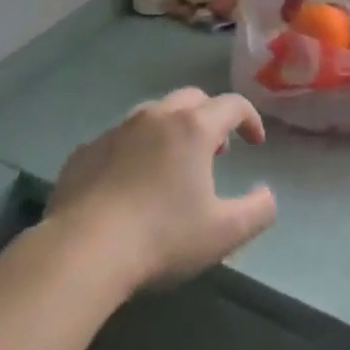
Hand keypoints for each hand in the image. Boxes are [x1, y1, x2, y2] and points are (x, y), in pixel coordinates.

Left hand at [46, 88, 276, 292]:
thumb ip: (258, 210)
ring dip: (172, 129)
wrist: (82, 250)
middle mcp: (155, 117)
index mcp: (193, 128)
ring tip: (174, 164)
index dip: (250, 119)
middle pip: (192, 99)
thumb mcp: (225, 233)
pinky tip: (131, 183)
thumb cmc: (162, 237)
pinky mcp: (85, 151)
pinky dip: (136, 149)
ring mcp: (116, 131)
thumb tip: (267, 195)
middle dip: (210, 117)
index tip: (255, 143)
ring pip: (153, 114)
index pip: (232, 105)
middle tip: (216, 150)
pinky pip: (120, 139)